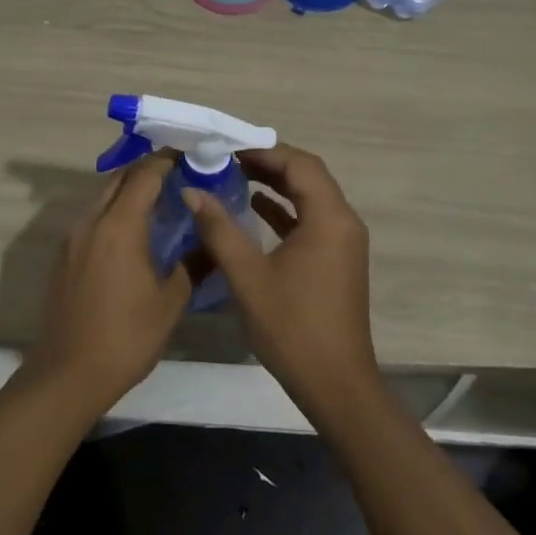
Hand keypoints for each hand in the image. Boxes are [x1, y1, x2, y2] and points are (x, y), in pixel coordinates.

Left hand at [26, 154, 190, 415]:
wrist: (67, 374)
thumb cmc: (125, 338)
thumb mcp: (170, 303)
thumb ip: (194, 264)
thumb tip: (214, 241)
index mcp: (119, 227)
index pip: (144, 176)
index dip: (166, 160)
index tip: (190, 156)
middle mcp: (91, 222)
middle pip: (118, 178)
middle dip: (147, 170)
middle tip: (178, 175)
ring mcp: (72, 237)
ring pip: (102, 195)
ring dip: (128, 189)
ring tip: (159, 200)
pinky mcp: (63, 254)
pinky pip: (91, 217)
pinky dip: (113, 210)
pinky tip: (132, 231)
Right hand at [184, 145, 379, 417]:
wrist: (336, 385)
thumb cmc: (292, 327)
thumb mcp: (248, 276)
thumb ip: (219, 228)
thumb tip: (192, 191)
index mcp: (329, 218)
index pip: (300, 164)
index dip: (263, 151)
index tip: (227, 149)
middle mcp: (343, 221)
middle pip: (307, 175)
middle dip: (268, 163)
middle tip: (227, 159)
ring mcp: (343, 242)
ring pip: (310, 196)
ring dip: (276, 184)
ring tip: (235, 175)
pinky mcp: (336, 259)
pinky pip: (311, 219)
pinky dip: (285, 209)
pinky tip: (254, 208)